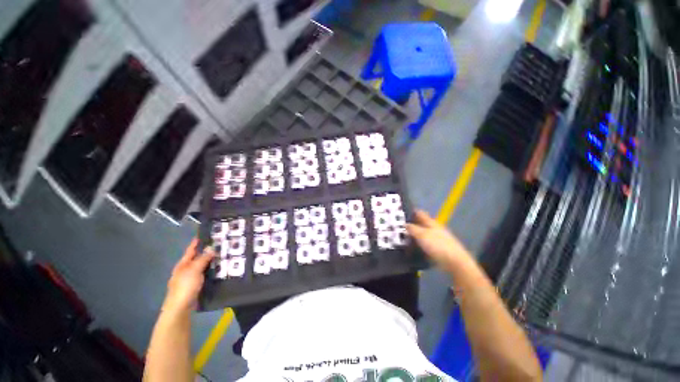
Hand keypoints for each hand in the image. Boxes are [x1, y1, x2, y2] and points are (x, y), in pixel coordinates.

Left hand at [163, 239, 214, 314]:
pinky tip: (219, 269)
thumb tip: (211, 248)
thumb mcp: (194, 270)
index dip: (197, 242)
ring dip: (211, 261)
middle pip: (197, 257)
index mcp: (183, 264)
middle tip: (220, 244)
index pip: (191, 250)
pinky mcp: (196, 285)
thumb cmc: (185, 287)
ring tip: (223, 255)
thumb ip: (203, 259)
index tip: (205, 234)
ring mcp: (191, 278)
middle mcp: (186, 270)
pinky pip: (206, 274)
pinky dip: (212, 270)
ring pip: (203, 266)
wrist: (180, 308)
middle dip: (207, 251)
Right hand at [406, 210, 471, 271]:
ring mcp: (438, 239)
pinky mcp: (438, 249)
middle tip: (401, 227)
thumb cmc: (437, 245)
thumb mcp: (421, 235)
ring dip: (415, 236)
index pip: (420, 214)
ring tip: (404, 238)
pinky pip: (425, 244)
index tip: (402, 212)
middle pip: (422, 224)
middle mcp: (435, 229)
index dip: (412, 211)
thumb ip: (412, 229)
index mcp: (431, 223)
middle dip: (412, 224)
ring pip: (423, 234)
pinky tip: (413, 248)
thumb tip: (405, 224)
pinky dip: (419, 245)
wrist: (454, 262)